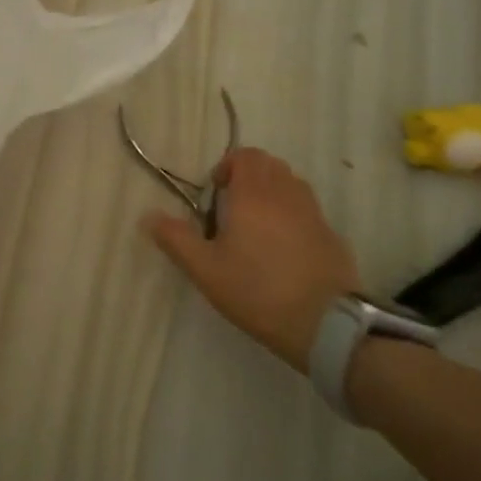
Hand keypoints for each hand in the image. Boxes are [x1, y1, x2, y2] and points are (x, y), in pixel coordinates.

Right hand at [144, 148, 360, 371]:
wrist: (328, 325)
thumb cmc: (259, 291)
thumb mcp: (206, 270)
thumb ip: (176, 239)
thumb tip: (148, 215)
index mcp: (254, 195)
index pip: (245, 156)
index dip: (227, 167)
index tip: (216, 194)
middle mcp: (286, 195)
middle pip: (270, 164)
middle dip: (249, 177)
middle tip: (232, 208)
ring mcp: (314, 214)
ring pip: (291, 184)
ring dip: (272, 193)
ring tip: (256, 226)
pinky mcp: (332, 236)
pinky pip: (308, 210)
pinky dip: (292, 215)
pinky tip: (283, 249)